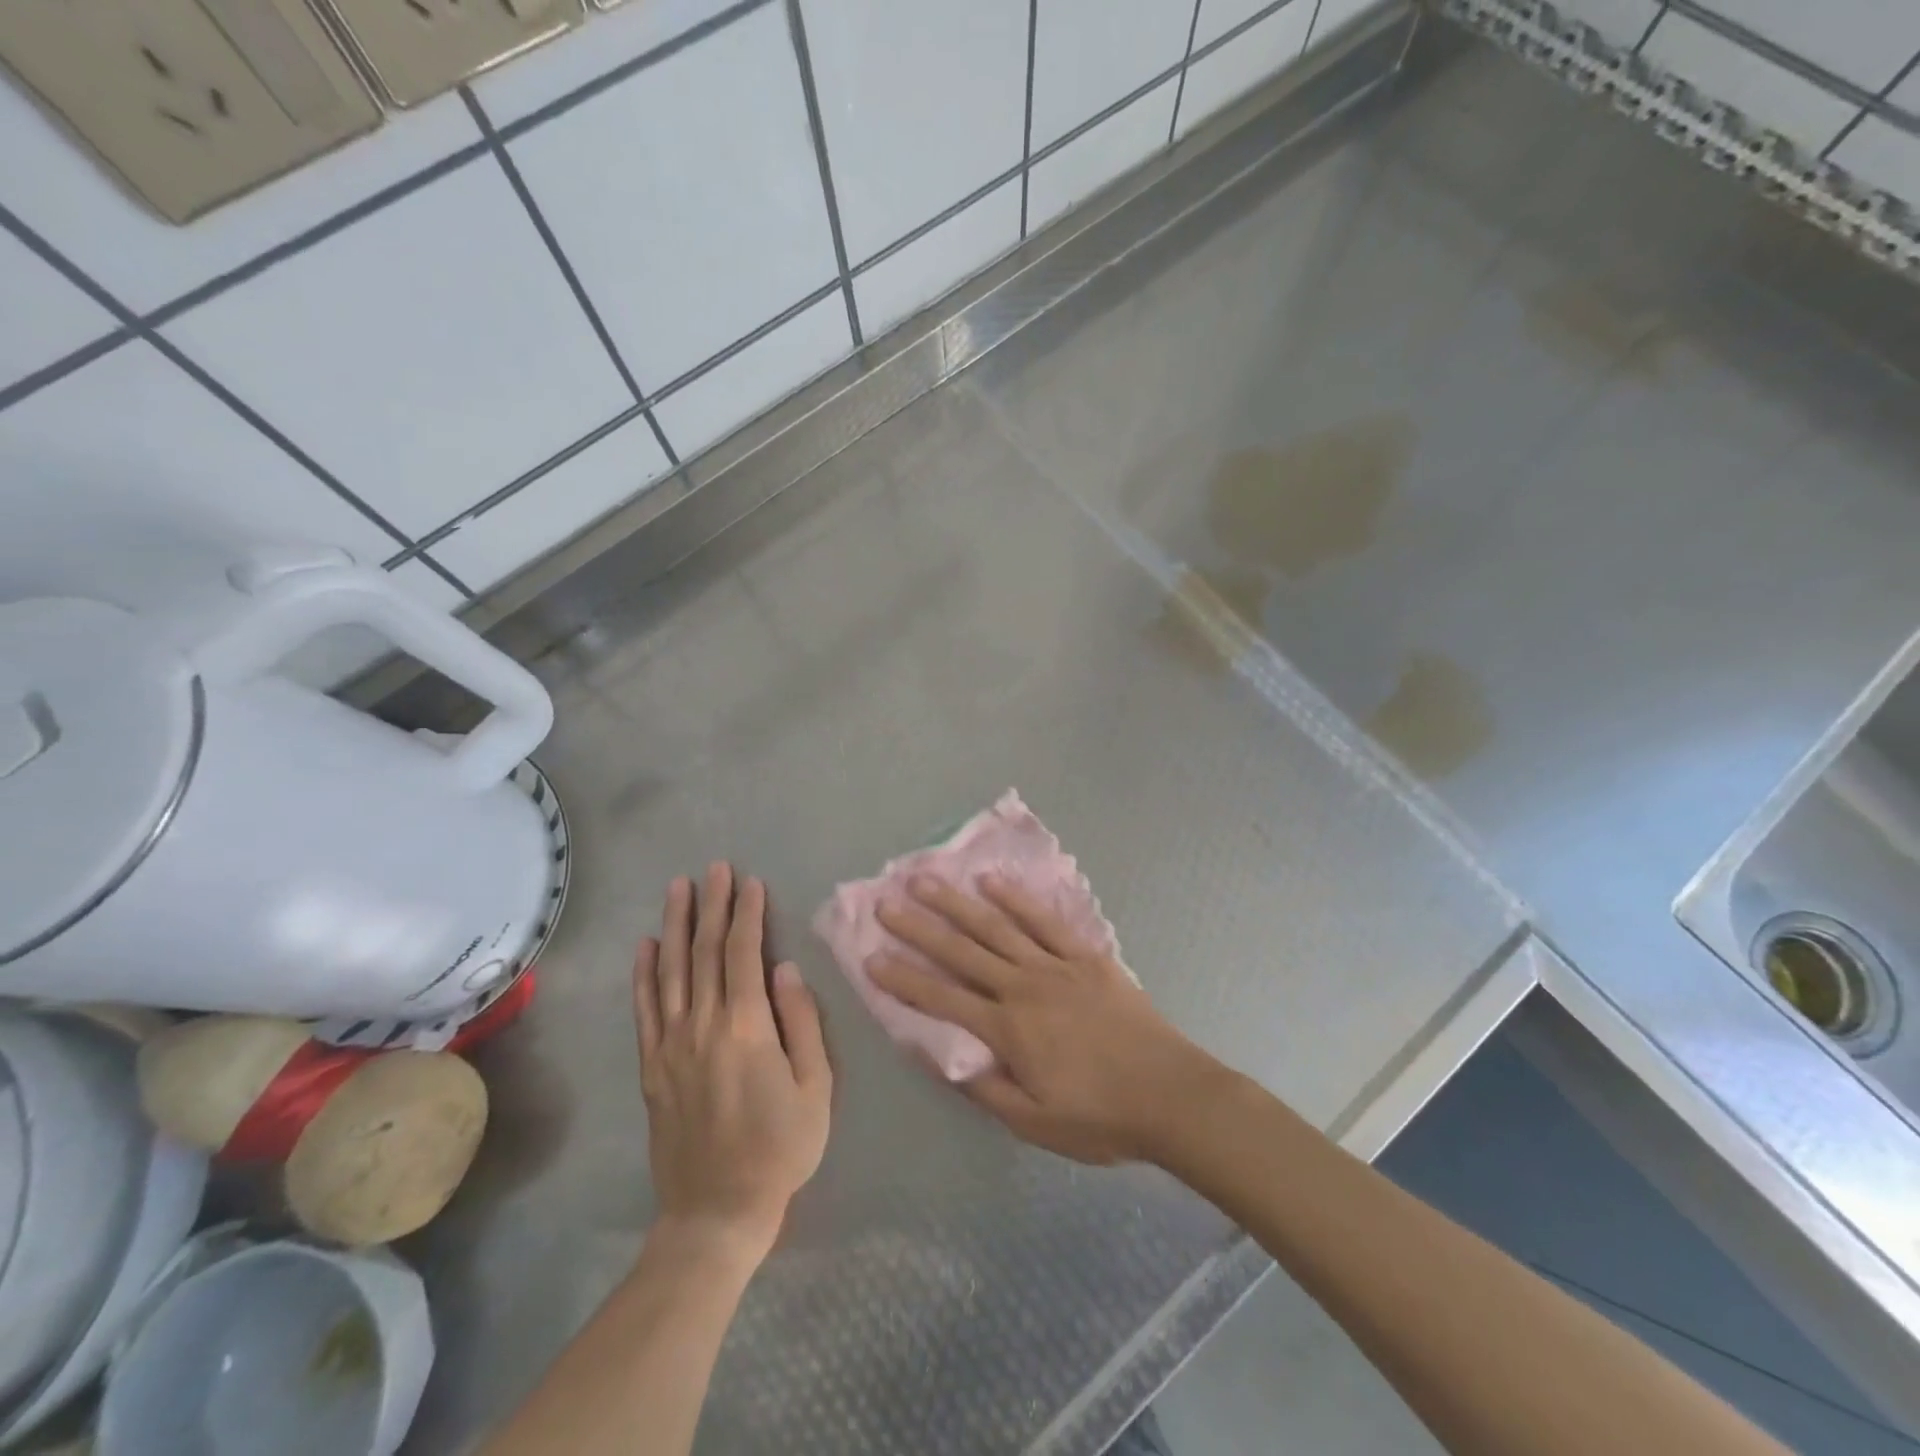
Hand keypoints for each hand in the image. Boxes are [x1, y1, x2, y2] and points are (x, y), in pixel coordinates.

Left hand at [635, 864, 831, 1261]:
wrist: (716, 1212)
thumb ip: (802, 1022)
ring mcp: (670, 1045)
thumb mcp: (815, 1087)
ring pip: (671, 971)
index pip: (743, 954)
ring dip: (675, 925)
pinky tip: (646, 945)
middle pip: (705, 952)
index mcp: (746, 1027)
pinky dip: (643, 973)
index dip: (747, 914)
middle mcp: (702, 1025)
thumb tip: (784, 969)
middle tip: (715, 868)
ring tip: (678, 888)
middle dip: (712, 905)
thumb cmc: (780, 1148)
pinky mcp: (652, 1067)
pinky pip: (644, 1009)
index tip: (751, 882)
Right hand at [869, 875, 1223, 1164]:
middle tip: (886, 903)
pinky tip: (992, 881)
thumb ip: (984, 1088)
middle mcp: (1023, 987)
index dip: (904, 979)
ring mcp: (1055, 965)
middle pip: (962, 951)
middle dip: (919, 927)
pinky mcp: (1085, 955)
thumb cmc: (1100, 1117)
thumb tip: (938, 1057)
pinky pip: (1044, 920)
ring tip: (925, 879)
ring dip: (957, 902)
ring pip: (996, 926)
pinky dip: (1016, 898)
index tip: (871, 957)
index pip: (942, 999)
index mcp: (1007, 1029)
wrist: (1170, 1095)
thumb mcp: (1034, 1123)